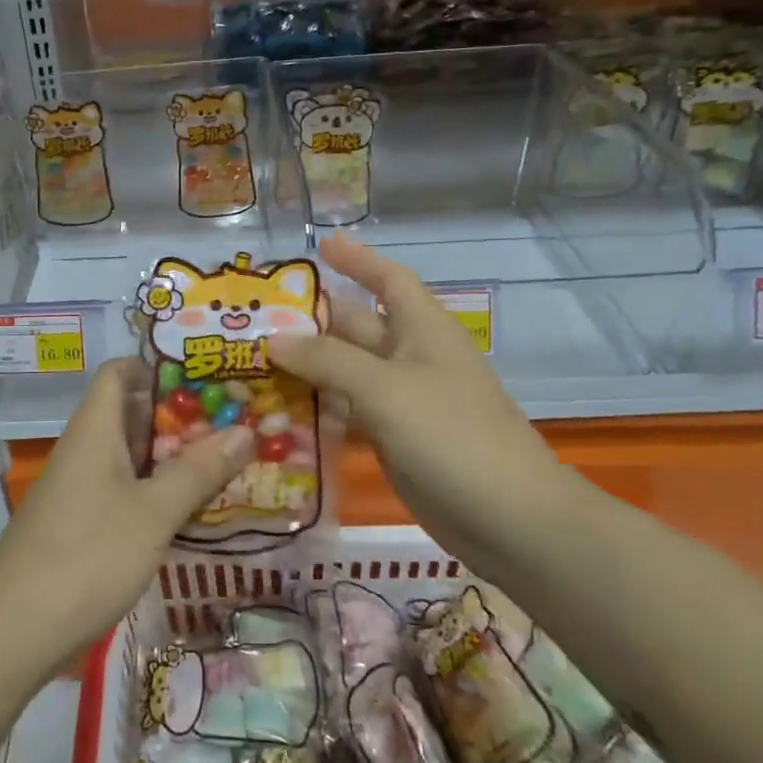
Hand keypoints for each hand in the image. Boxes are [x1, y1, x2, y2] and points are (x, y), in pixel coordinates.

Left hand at [0, 358, 253, 654]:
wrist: (13, 630)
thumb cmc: (87, 555)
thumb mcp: (153, 512)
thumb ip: (198, 470)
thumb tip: (245, 428)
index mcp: (94, 429)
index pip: (120, 372)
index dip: (158, 366)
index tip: (206, 376)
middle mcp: (83, 449)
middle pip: (130, 413)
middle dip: (179, 416)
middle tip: (233, 420)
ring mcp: (79, 488)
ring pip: (129, 455)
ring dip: (170, 455)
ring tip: (224, 460)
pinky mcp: (79, 523)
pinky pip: (122, 488)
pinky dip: (155, 489)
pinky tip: (189, 508)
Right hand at [268, 234, 565, 561]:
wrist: (508, 518)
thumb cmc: (451, 435)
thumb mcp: (385, 388)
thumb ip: (327, 360)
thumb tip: (273, 337)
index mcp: (422, 330)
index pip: (389, 280)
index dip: (358, 259)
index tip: (321, 244)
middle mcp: (411, 358)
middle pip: (357, 326)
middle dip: (313, 319)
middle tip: (258, 315)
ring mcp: (403, 401)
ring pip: (347, 371)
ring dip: (308, 365)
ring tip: (254, 359)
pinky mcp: (395, 439)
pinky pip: (349, 410)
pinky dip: (319, 406)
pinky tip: (282, 410)